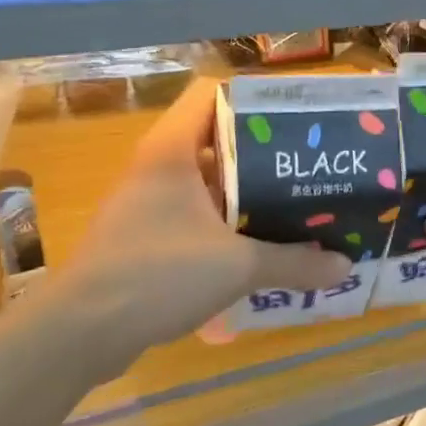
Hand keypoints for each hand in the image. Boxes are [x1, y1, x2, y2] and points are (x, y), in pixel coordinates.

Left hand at [47, 79, 351, 347]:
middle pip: (217, 140)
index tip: (298, 119)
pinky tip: (260, 248)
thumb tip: (345, 266)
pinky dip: (227, 226)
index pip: (212, 93)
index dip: (256, 99)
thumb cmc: (158, 275)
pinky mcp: (143, 238)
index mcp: (172, 150)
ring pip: (208, 183)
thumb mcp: (238, 266)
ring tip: (296, 206)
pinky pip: (195, 218)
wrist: (80, 333)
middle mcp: (157, 167)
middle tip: (309, 169)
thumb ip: (294, 263)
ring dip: (248, 195)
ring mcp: (146, 204)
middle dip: (264, 155)